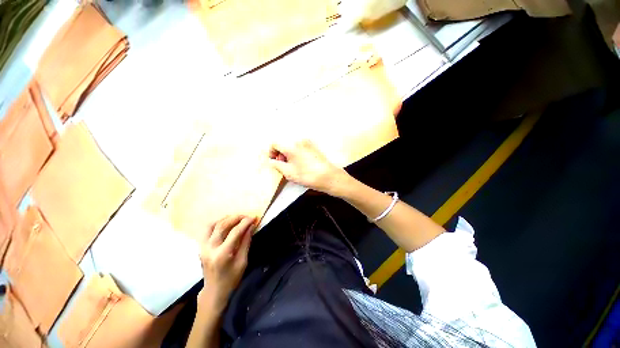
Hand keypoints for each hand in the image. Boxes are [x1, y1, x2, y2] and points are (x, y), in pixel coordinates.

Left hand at [198, 215, 254, 311]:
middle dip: (236, 218)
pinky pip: (206, 230)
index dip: (245, 223)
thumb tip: (251, 226)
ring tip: (235, 218)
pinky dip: (216, 223)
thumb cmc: (231, 279)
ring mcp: (203, 247)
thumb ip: (246, 242)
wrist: (214, 291)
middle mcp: (210, 248)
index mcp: (222, 254)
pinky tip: (225, 223)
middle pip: (222, 225)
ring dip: (224, 219)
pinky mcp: (201, 247)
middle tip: (246, 216)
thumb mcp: (242, 262)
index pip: (235, 232)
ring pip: (211, 225)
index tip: (253, 217)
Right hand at [269, 140, 350, 195]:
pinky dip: (295, 152)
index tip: (273, 161)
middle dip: (280, 153)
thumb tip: (270, 161)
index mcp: (291, 145)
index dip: (271, 152)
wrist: (328, 176)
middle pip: (283, 143)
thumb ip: (276, 165)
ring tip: (291, 165)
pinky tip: (299, 162)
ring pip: (292, 144)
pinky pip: (299, 146)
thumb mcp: (288, 172)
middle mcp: (299, 140)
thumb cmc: (307, 175)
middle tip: (282, 164)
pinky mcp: (313, 146)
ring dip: (288, 153)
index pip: (274, 143)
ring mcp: (307, 142)